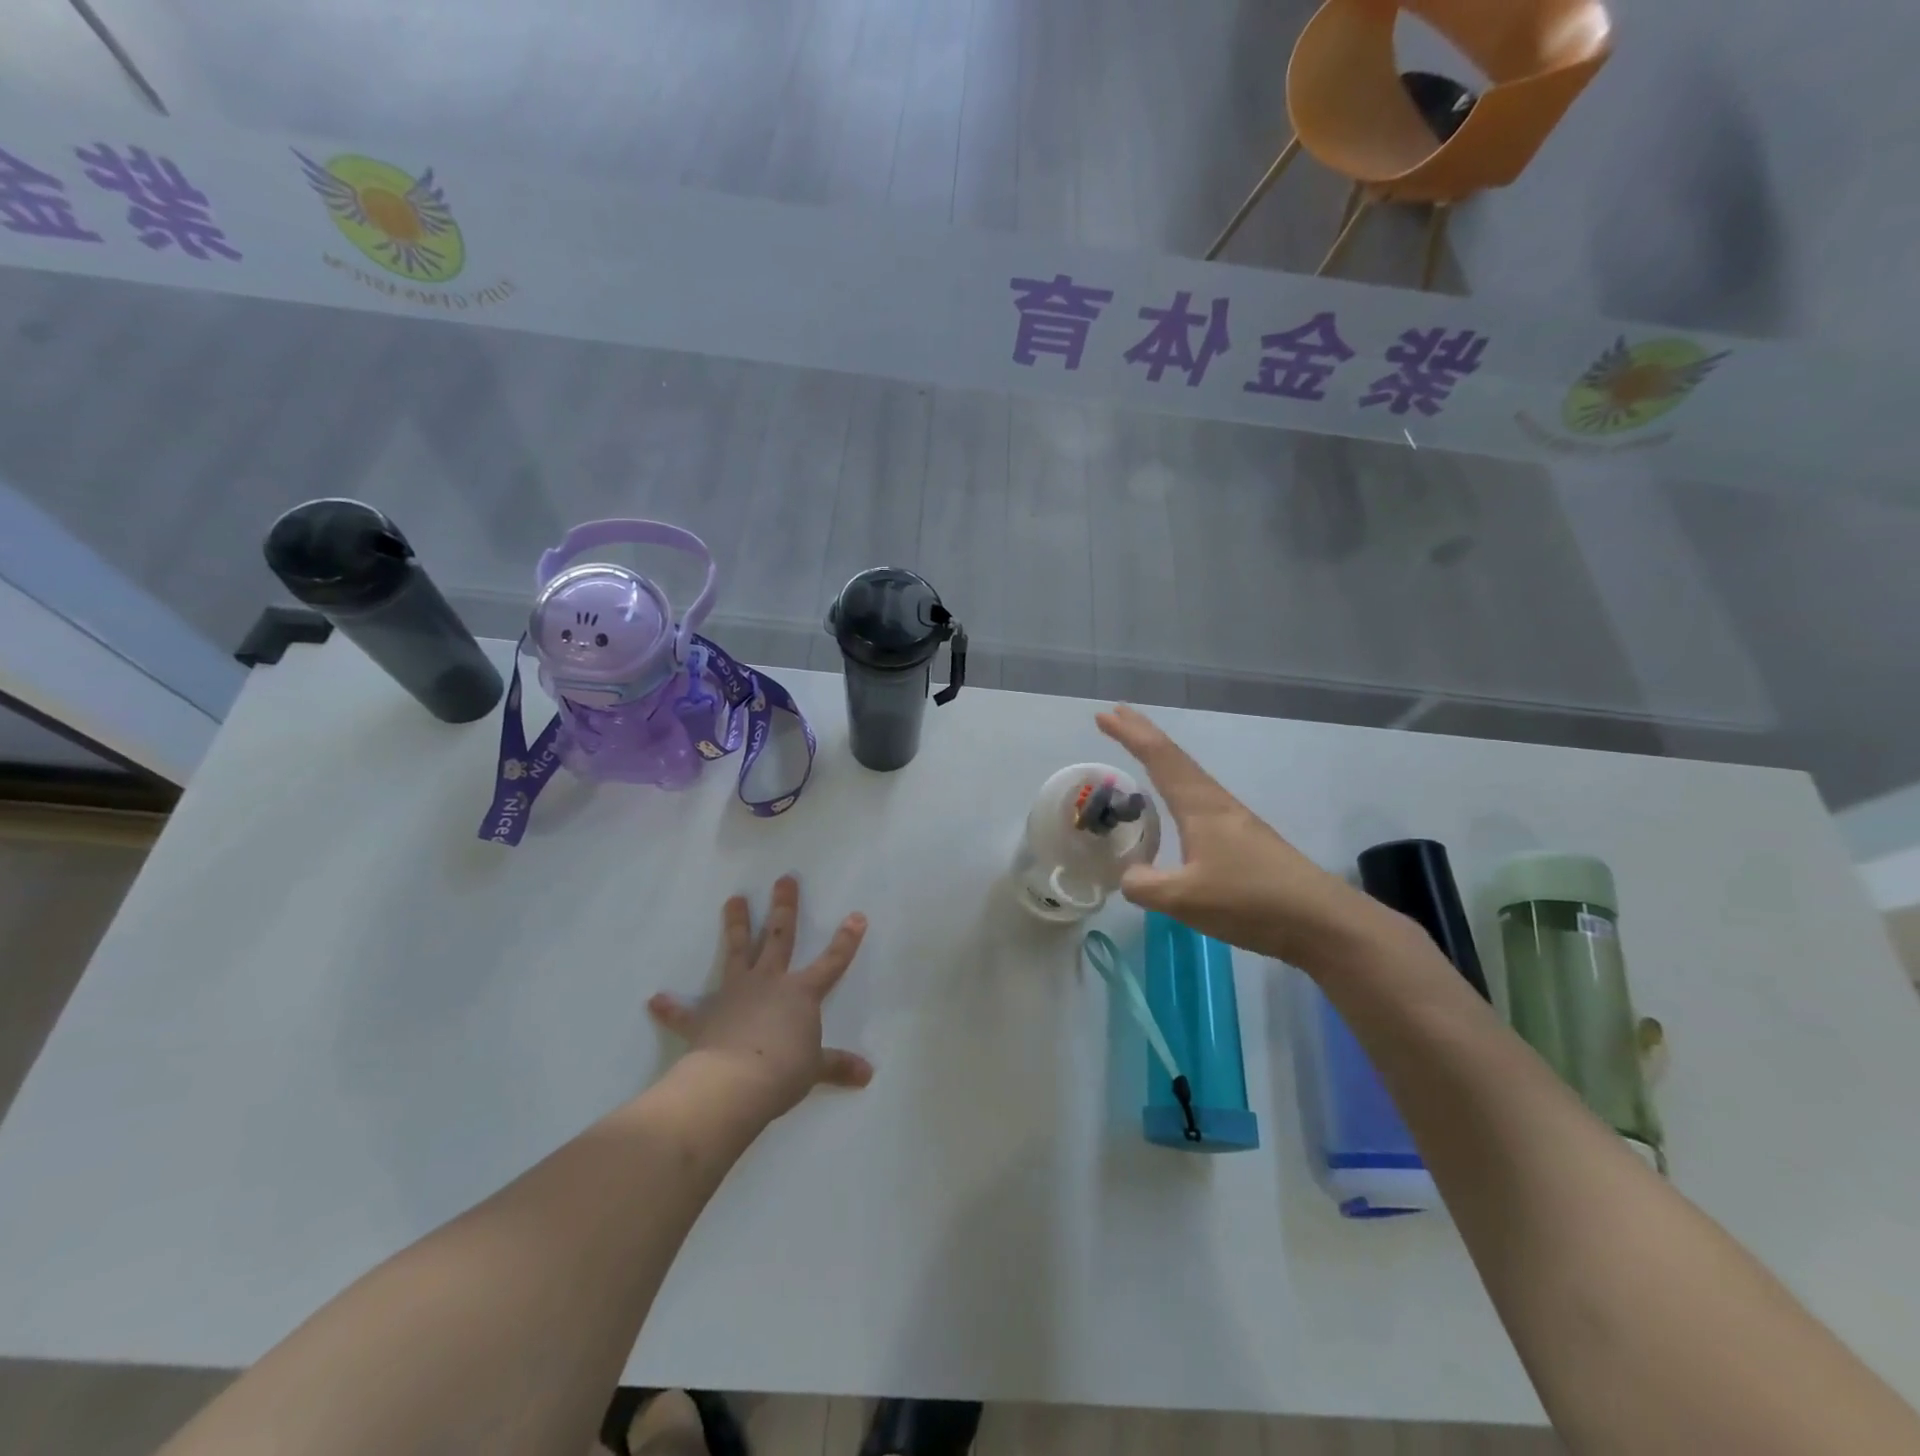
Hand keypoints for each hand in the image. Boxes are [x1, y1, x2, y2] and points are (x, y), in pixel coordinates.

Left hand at [648, 876, 874, 1118]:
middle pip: (778, 937)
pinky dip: (671, 1007)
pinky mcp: (705, 1018)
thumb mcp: (815, 1069)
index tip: (857, 915)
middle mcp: (769, 982)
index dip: (846, 940)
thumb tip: (868, 1074)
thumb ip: (838, 1065)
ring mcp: (735, 994)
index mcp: (800, 993)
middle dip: (784, 907)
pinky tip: (655, 1000)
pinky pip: (685, 1012)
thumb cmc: (783, 1071)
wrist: (734, 1084)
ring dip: (735, 925)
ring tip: (733, 899)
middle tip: (784, 879)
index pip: (831, 962)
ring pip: (737, 951)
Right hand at [1097, 705, 1394, 969]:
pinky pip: (1200, 802)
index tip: (1104, 715)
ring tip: (1140, 752)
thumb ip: (1145, 885)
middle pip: (1175, 759)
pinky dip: (1177, 789)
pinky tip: (1177, 808)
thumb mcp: (1184, 899)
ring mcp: (1235, 822)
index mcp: (1200, 807)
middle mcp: (1217, 804)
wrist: (1322, 922)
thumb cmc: (1250, 900)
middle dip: (1144, 735)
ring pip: (1189, 779)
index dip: (1130, 734)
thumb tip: (1128, 875)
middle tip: (1116, 716)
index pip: (1159, 758)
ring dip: (1161, 761)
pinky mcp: (1246, 842)